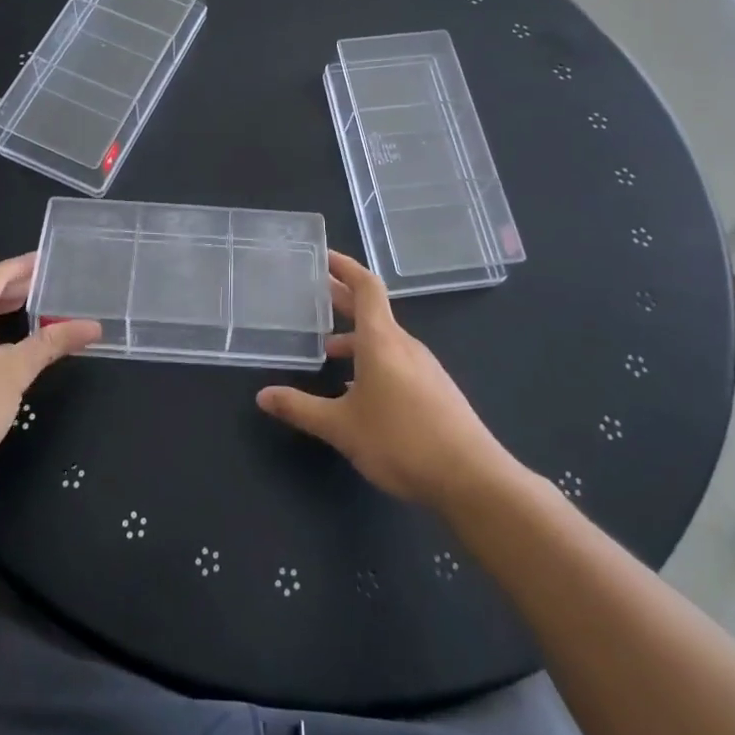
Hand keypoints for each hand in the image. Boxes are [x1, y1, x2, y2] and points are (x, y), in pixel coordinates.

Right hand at [256, 250, 511, 509]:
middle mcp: (405, 345)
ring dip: (355, 337)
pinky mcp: (435, 389)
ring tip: (327, 350)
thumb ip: (300, 408)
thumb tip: (262, 396)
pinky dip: (372, 360)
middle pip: (372, 310)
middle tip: (313, 294)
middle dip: (342, 299)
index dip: (345, 267)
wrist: (472, 478)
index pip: (365, 287)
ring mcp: (424, 367)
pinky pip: (397, 360)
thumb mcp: (341, 427)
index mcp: (382, 340)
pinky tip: (358, 390)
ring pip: (384, 339)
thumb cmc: (401, 441)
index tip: (323, 256)